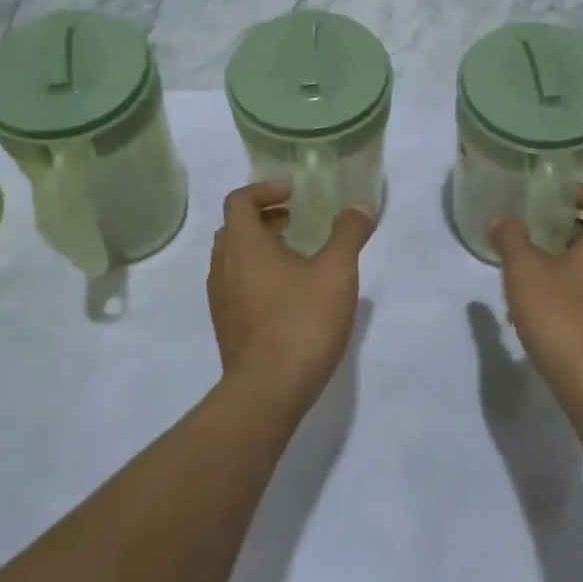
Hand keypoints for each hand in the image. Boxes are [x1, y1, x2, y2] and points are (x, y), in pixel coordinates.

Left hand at [207, 182, 374, 411]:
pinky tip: (290, 293)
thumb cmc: (301, 322)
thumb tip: (360, 205)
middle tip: (294, 220)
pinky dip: (257, 274)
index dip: (264, 190)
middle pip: (234, 229)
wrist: (268, 392)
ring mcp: (222, 300)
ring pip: (233, 259)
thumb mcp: (336, 272)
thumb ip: (348, 233)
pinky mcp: (228, 327)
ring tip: (295, 254)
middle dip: (263, 217)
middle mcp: (224, 268)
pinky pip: (237, 285)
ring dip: (260, 247)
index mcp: (244, 246)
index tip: (293, 194)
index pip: (239, 201)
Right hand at [490, 185, 582, 399]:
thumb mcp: (525, 272)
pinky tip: (547, 311)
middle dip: (569, 229)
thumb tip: (502, 218)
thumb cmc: (562, 316)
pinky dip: (577, 290)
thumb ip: (511, 238)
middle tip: (536, 236)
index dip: (579, 193)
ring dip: (571, 262)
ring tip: (534, 276)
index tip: (550, 201)